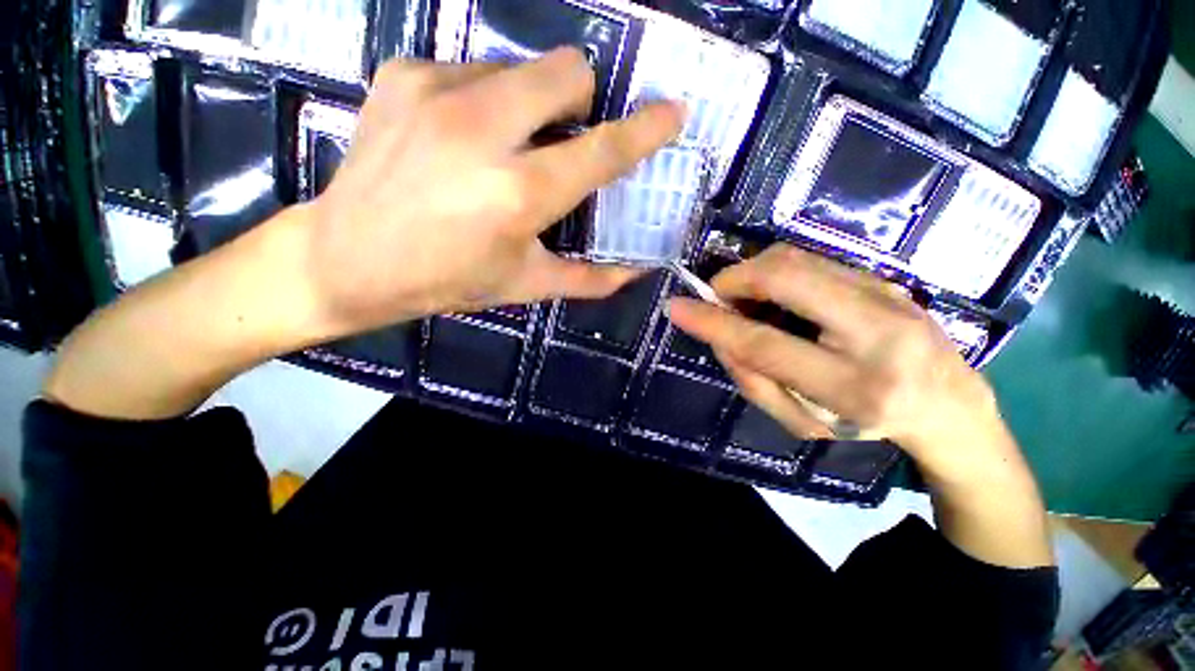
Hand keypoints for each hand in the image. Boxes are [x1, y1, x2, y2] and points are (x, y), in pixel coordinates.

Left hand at [302, 49, 684, 336]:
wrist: (349, 258)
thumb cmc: (448, 279)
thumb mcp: (526, 285)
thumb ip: (589, 278)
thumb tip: (636, 271)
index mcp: (520, 194)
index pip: (603, 150)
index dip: (645, 130)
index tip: (672, 112)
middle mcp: (484, 131)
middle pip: (566, 69)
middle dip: (579, 100)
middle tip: (560, 138)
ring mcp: (438, 91)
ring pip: (520, 66)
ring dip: (528, 104)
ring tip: (498, 148)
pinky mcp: (404, 74)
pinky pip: (473, 70)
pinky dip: (482, 101)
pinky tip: (456, 140)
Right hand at [669, 244, 1051, 566]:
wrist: (952, 406)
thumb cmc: (868, 425)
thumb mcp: (802, 421)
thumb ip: (753, 380)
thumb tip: (720, 336)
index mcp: (855, 385)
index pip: (765, 343)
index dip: (714, 322)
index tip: (677, 307)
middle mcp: (878, 331)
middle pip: (787, 277)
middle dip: (735, 279)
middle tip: (718, 297)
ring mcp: (887, 296)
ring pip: (798, 259)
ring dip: (754, 272)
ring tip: (746, 299)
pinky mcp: (885, 279)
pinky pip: (813, 261)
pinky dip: (778, 271)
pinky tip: (776, 296)